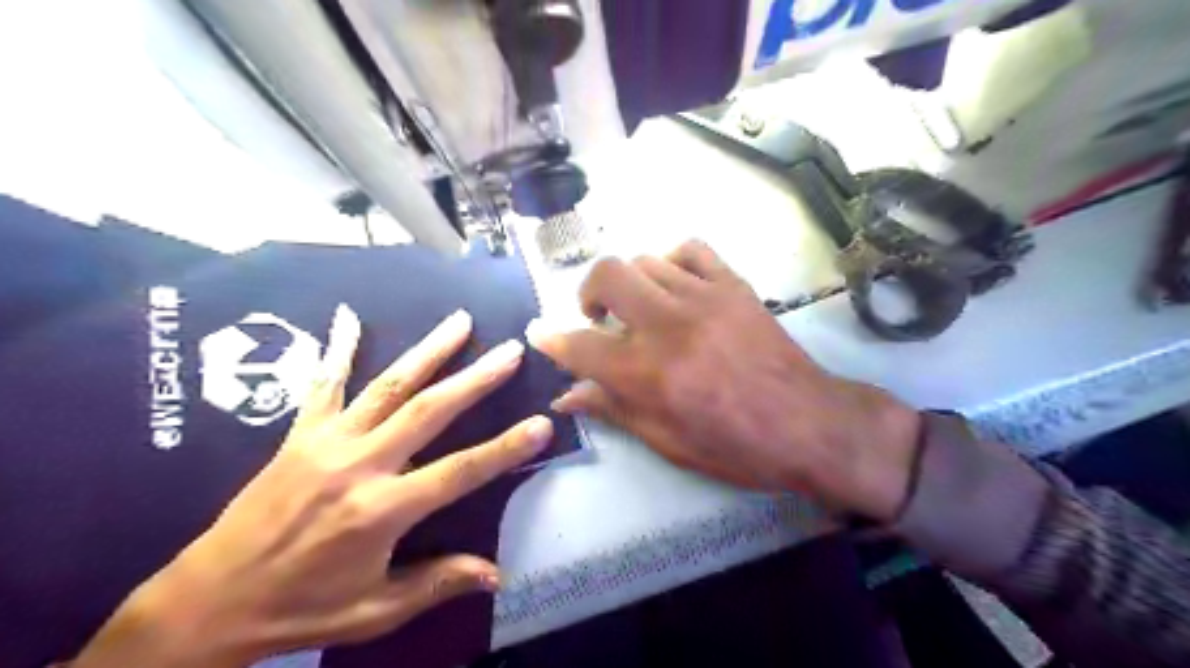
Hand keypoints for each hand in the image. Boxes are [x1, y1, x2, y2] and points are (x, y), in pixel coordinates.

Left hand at [76, 305, 549, 664]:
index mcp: (381, 511)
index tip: (541, 423)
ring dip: (428, 351)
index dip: (505, 448)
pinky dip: (338, 348)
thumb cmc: (300, 610)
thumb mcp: (374, 610)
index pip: (460, 471)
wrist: (206, 603)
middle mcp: (359, 466)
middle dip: (476, 378)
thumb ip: (437, 583)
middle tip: (509, 349)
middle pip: (429, 411)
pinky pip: (322, 385)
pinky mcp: (299, 435)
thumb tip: (497, 575)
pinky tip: (349, 316)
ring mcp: (326, 443)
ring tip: (459, 321)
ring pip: (388, 386)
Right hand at [526, 241, 916, 521]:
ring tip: (641, 308)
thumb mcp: (668, 442)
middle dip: (588, 293)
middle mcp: (668, 324)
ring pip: (644, 260)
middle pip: (606, 275)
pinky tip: (675, 285)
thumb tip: (566, 397)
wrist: (808, 424)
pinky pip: (690, 249)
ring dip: (630, 284)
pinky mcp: (734, 285)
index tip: (540, 335)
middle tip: (598, 317)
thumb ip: (614, 410)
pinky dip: (671, 261)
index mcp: (648, 373)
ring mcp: (703, 297)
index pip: (579, 345)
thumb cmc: (736, 446)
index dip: (551, 340)